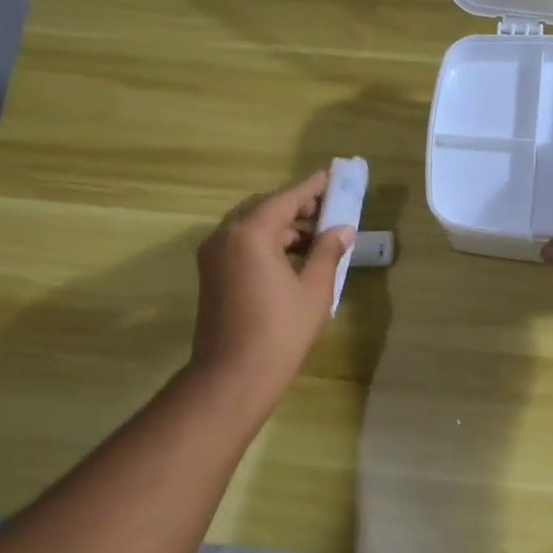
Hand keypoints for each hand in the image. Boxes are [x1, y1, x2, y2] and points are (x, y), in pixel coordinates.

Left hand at [189, 171, 353, 401]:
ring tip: (314, 238)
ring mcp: (213, 255)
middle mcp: (225, 235)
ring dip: (280, 226)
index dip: (311, 188)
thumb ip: (328, 253)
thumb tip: (342, 230)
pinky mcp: (210, 274)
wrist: (233, 375)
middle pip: (263, 207)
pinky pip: (239, 244)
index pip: (286, 199)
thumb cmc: (280, 331)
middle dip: (294, 206)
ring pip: (249, 226)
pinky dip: (264, 242)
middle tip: (326, 210)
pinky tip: (290, 258)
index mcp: (251, 233)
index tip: (331, 177)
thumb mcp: (314, 290)